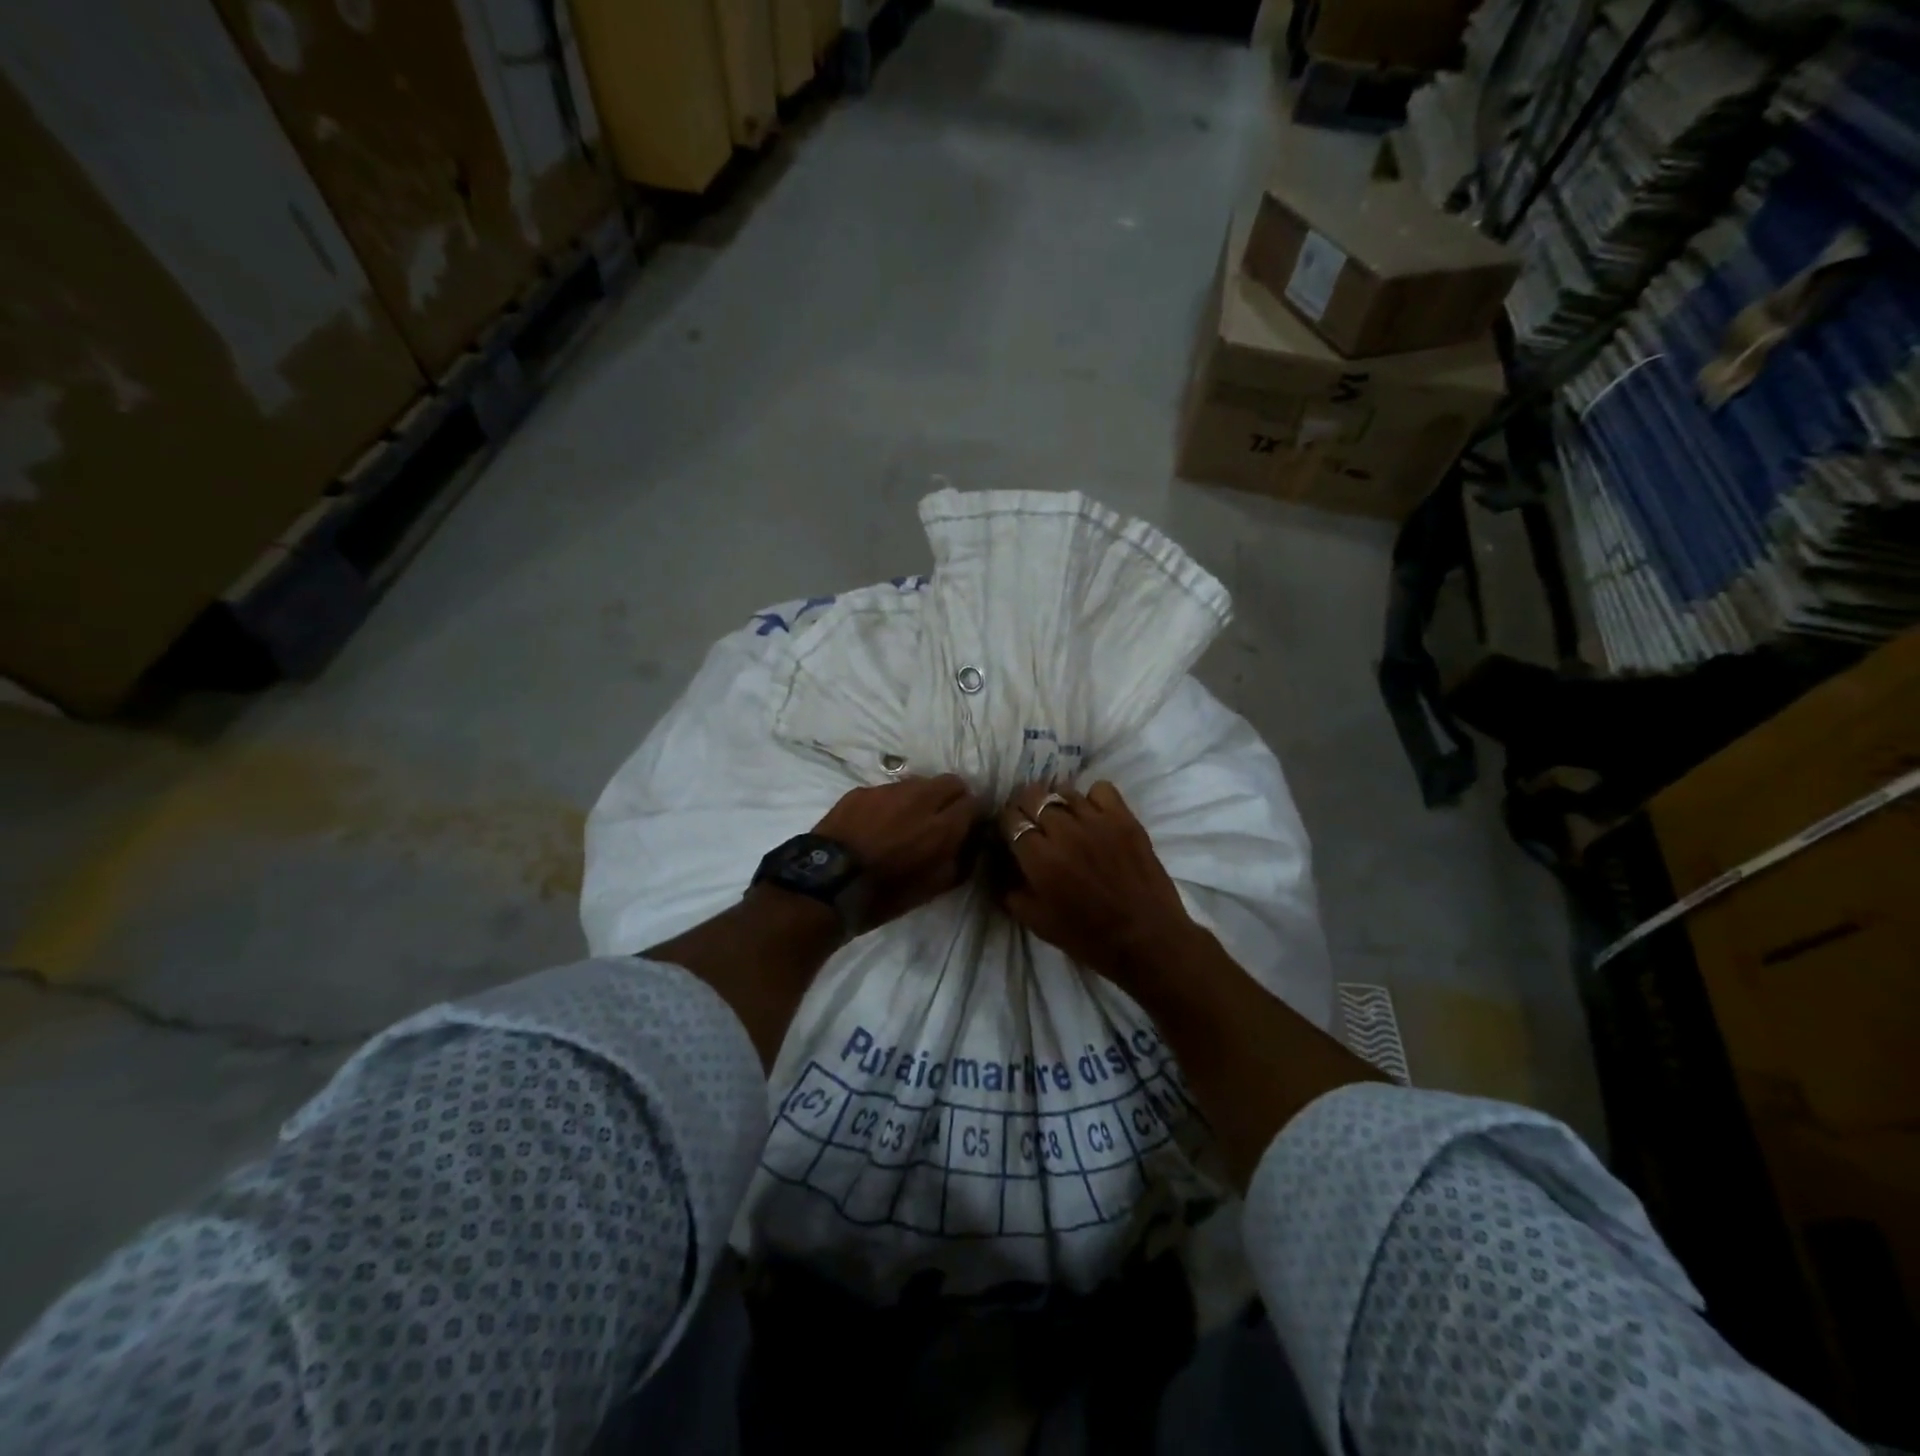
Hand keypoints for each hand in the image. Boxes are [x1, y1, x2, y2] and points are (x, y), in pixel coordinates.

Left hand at [815, 774, 979, 933]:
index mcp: (942, 828)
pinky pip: (888, 790)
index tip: (965, 828)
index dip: (971, 816)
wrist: (825, 885)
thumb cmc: (883, 895)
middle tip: (941, 819)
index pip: (973, 803)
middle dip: (952, 797)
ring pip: (919, 782)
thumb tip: (968, 844)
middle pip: (951, 782)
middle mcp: (920, 800)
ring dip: (921, 798)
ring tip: (907, 821)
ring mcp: (889, 791)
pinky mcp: (863, 790)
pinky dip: (891, 802)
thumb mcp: (931, 889)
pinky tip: (878, 823)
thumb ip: (958, 862)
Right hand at [996, 781, 1203, 987]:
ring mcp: (1097, 821)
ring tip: (1062, 819)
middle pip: (1033, 796)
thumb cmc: (1089, 937)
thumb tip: (1001, 870)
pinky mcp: (1125, 819)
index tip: (1010, 832)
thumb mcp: (1037, 923)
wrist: (1147, 940)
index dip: (1007, 822)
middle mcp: (1064, 831)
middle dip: (1026, 807)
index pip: (1010, 818)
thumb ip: (1011, 892)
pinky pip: (1101, 789)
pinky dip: (1092, 798)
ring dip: (1056, 803)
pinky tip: (1093, 815)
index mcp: (1039, 858)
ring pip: (1064, 791)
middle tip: (1032, 822)